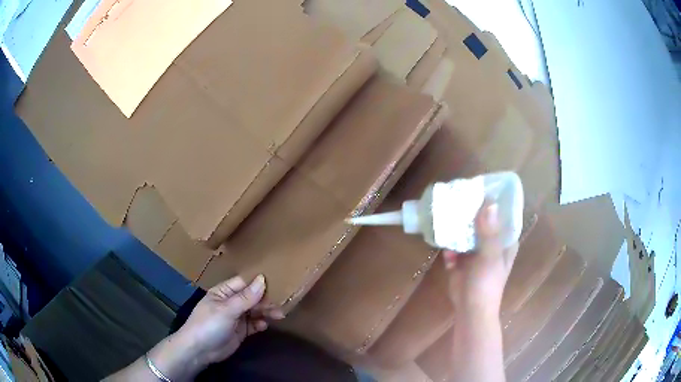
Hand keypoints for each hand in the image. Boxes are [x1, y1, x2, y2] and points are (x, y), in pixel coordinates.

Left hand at [175, 275, 283, 366]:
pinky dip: (260, 324)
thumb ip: (246, 297)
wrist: (199, 351)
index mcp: (223, 292)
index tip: (279, 281)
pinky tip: (265, 326)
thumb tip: (263, 279)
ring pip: (254, 311)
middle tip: (283, 303)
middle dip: (266, 300)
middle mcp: (230, 302)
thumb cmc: (209, 324)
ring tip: (279, 315)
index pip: (244, 283)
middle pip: (251, 297)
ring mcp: (236, 317)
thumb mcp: (227, 310)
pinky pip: (254, 324)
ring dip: (266, 312)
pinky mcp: (240, 331)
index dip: (259, 282)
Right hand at [443, 203, 518, 316]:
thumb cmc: (486, 284)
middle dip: (469, 209)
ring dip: (456, 224)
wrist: (470, 309)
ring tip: (445, 214)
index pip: (501, 213)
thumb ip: (489, 232)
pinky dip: (449, 244)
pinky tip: (446, 249)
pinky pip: (453, 244)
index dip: (491, 199)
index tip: (478, 186)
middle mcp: (491, 241)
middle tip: (455, 196)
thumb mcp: (490, 257)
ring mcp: (475, 249)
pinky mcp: (460, 258)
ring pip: (465, 230)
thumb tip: (488, 203)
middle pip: (480, 218)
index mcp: (504, 239)